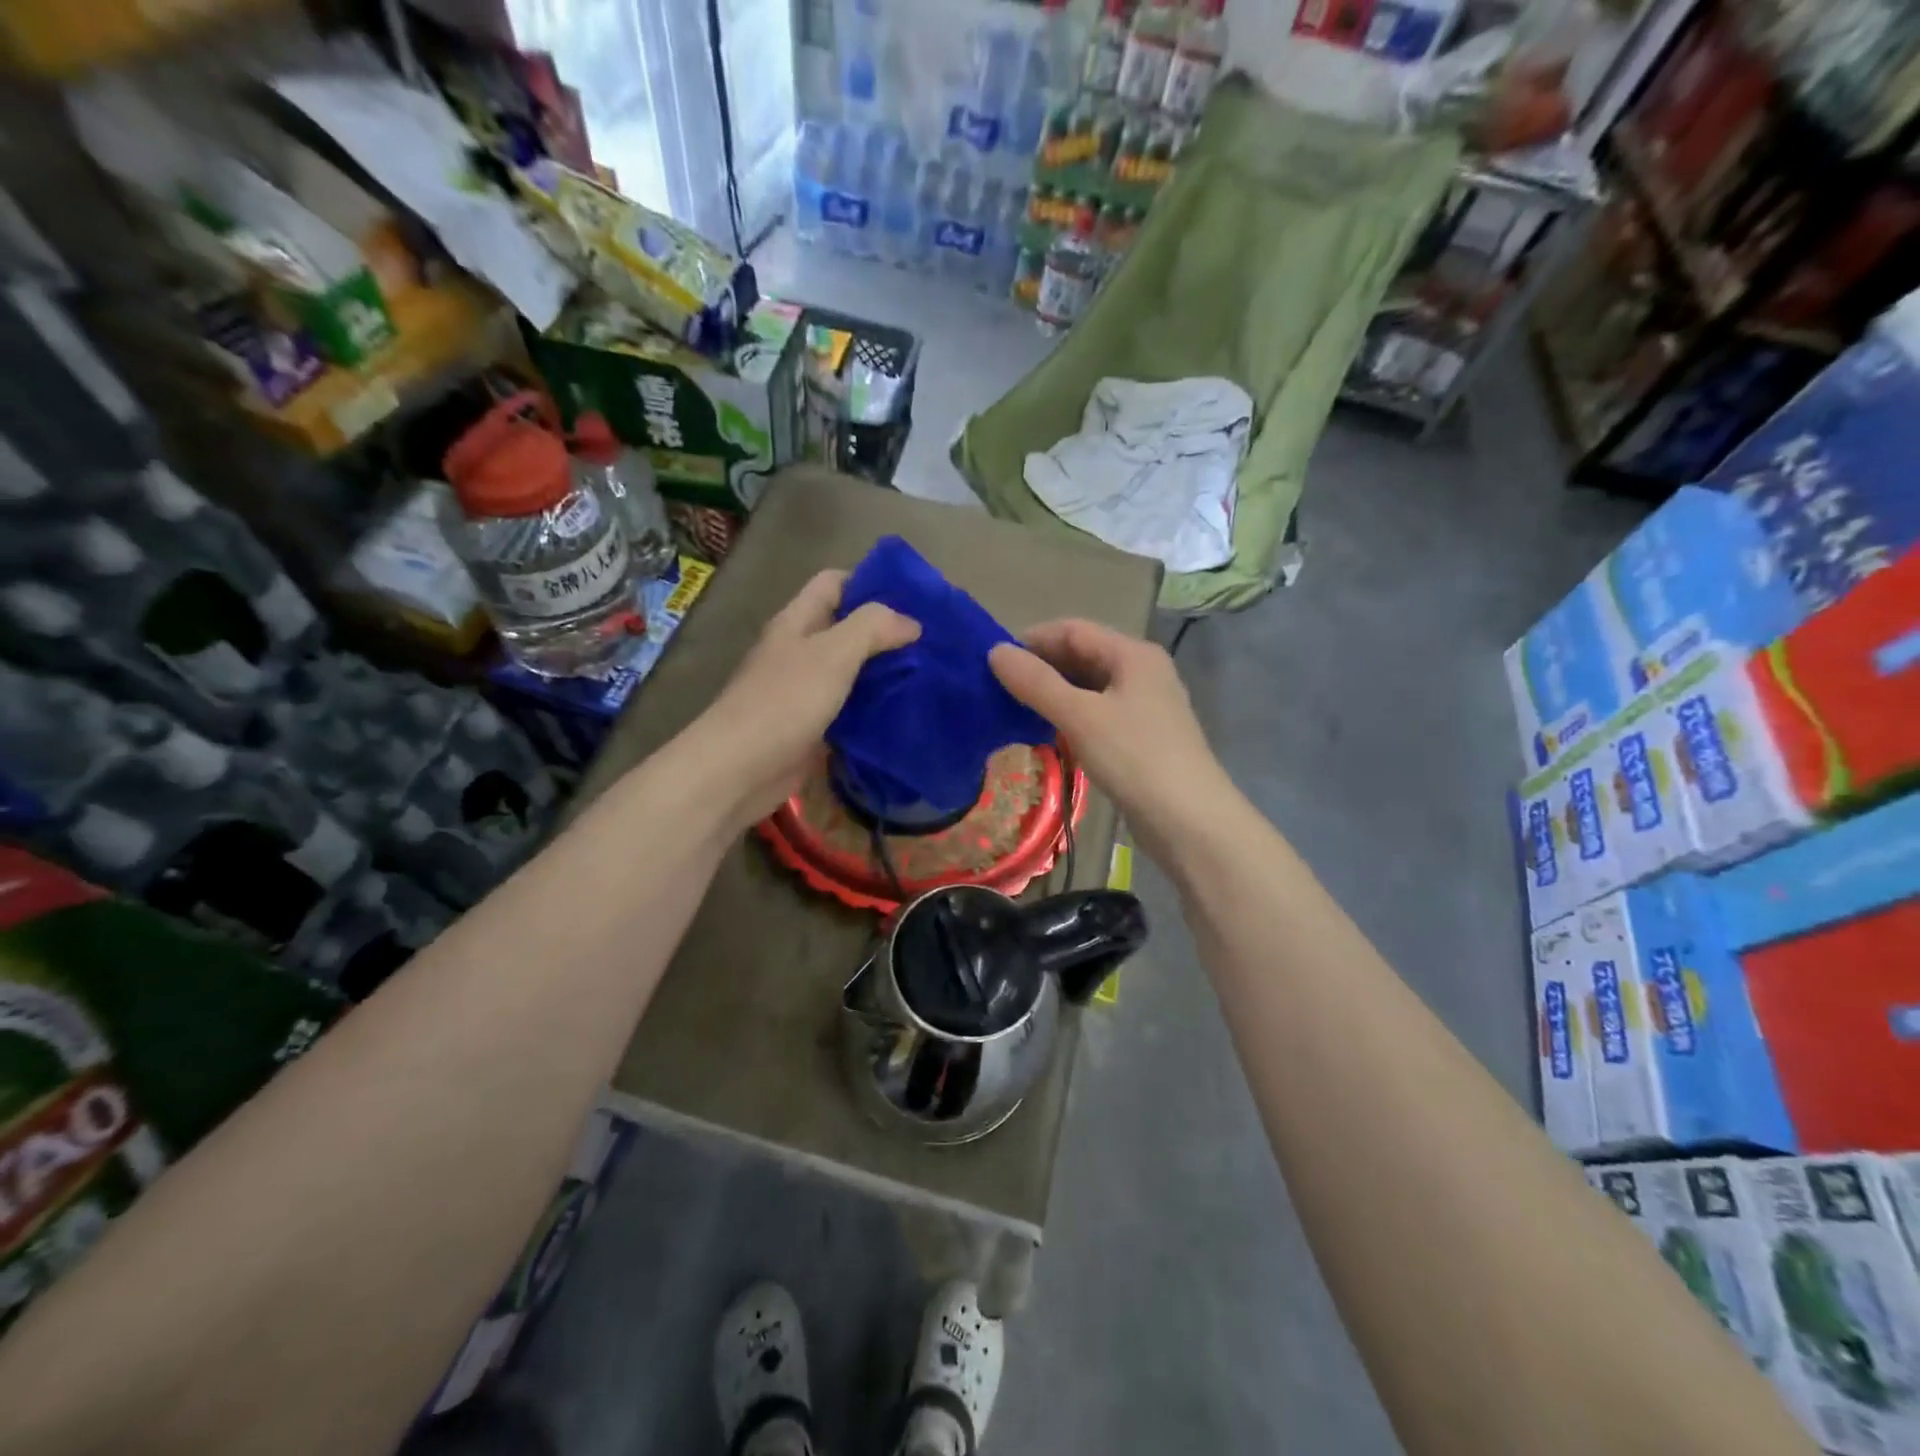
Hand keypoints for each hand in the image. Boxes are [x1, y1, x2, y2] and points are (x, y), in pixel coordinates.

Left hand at [696, 570, 919, 829]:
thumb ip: (872, 628)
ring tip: (925, 674)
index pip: (834, 583)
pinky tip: (901, 712)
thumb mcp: (833, 653)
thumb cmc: (784, 702)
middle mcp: (798, 650)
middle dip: (884, 631)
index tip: (913, 598)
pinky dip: (872, 707)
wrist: (739, 769)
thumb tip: (911, 623)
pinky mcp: (809, 726)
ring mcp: (802, 690)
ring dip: (882, 671)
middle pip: (844, 627)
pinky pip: (846, 708)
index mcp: (797, 622)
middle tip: (929, 641)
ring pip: (848, 670)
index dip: (870, 582)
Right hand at [990, 621, 1234, 862]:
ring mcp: (1146, 706)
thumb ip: (1036, 683)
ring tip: (1015, 709)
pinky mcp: (1143, 737)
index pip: (1074, 630)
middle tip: (998, 688)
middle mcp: (1143, 671)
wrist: (1190, 821)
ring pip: (1091, 687)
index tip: (993, 661)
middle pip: (1084, 656)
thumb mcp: (1080, 716)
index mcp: (1134, 654)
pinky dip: (1072, 716)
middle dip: (1042, 667)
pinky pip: (1099, 713)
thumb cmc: (1134, 758)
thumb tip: (995, 652)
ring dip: (1054, 693)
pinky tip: (1048, 733)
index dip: (1032, 640)